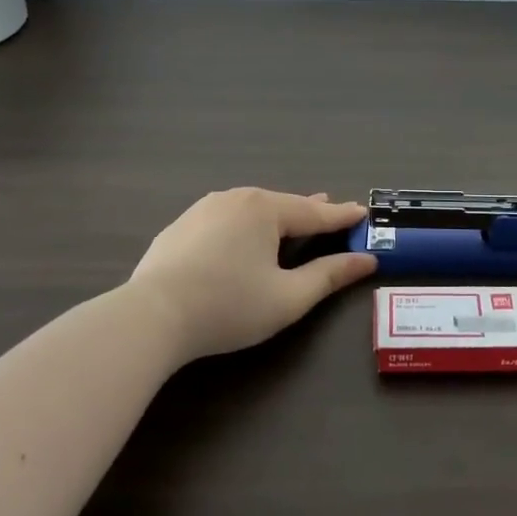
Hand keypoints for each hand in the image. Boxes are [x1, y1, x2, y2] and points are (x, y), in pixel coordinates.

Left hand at [129, 189, 376, 362]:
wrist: (150, 317)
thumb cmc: (229, 306)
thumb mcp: (289, 297)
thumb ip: (329, 275)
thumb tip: (365, 260)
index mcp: (265, 209)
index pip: (315, 213)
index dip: (341, 216)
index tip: (363, 211)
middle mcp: (235, 198)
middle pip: (282, 205)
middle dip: (308, 211)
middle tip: (330, 211)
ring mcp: (202, 210)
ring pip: (250, 209)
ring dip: (274, 216)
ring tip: (289, 219)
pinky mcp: (179, 228)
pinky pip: (224, 220)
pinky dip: (243, 226)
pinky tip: (241, 237)